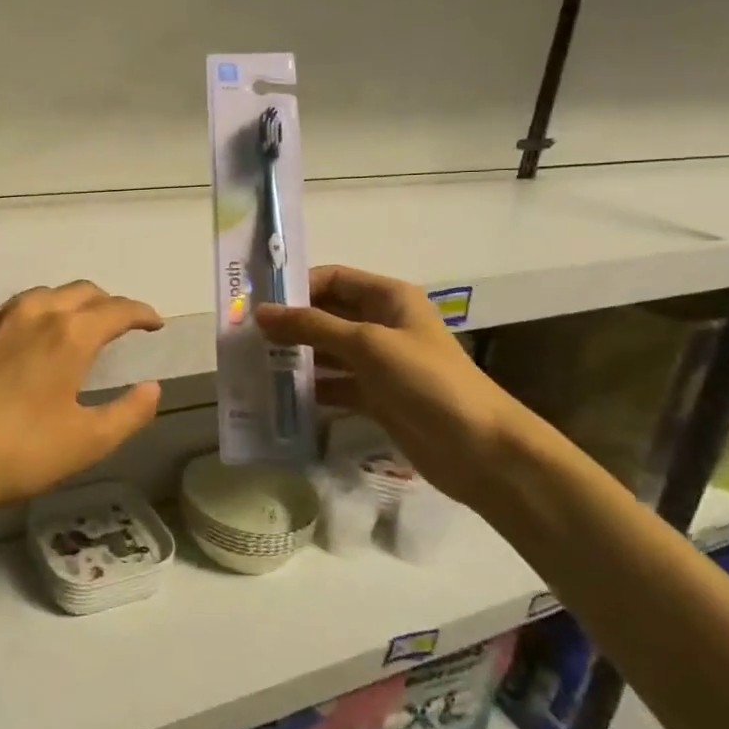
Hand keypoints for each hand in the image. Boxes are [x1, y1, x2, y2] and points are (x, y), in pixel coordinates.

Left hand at [0, 281, 163, 521]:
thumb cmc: (16, 452)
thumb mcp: (86, 443)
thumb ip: (128, 413)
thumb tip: (152, 388)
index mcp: (69, 333)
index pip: (118, 309)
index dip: (142, 313)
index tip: (155, 323)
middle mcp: (33, 312)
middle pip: (81, 291)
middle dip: (107, 303)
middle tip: (120, 324)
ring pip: (41, 296)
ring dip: (67, 305)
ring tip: (74, 328)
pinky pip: (7, 313)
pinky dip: (30, 319)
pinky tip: (23, 344)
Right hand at [256, 265, 531, 510]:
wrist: (481, 449)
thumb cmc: (427, 381)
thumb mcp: (367, 345)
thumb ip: (312, 327)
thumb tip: (261, 312)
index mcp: (388, 298)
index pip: (332, 279)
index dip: (297, 288)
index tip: (258, 306)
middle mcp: (382, 324)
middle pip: (327, 315)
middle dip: (291, 325)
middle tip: (246, 339)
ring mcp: (380, 363)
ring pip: (328, 352)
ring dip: (296, 358)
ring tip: (255, 367)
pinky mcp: (377, 397)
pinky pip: (335, 385)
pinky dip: (312, 390)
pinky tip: (281, 398)